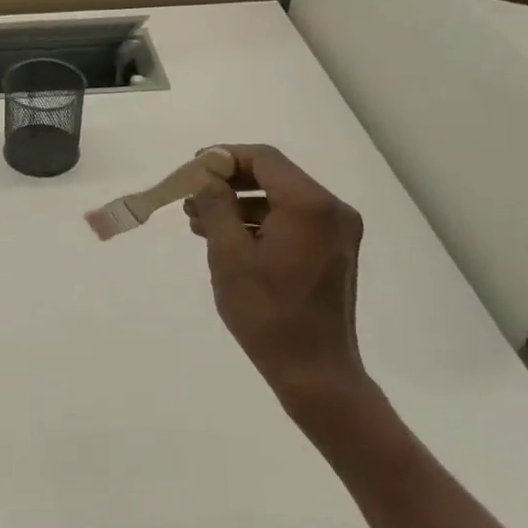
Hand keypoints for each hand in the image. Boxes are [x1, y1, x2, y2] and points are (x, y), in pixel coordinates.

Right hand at [184, 144, 376, 419]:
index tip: (191, 169)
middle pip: (274, 176)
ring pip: (281, 200)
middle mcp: (332, 210)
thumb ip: (215, 207)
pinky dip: (259, 223)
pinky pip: (292, 222)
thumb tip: (205, 176)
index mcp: (309, 205)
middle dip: (229, 182)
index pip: (264, 159)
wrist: (314, 370)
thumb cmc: (267, 313)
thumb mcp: (229, 256)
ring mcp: (337, 232)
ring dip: (240, 205)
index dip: (224, 157)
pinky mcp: (333, 251)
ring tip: (199, 222)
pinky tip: (227, 239)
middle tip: (190, 197)